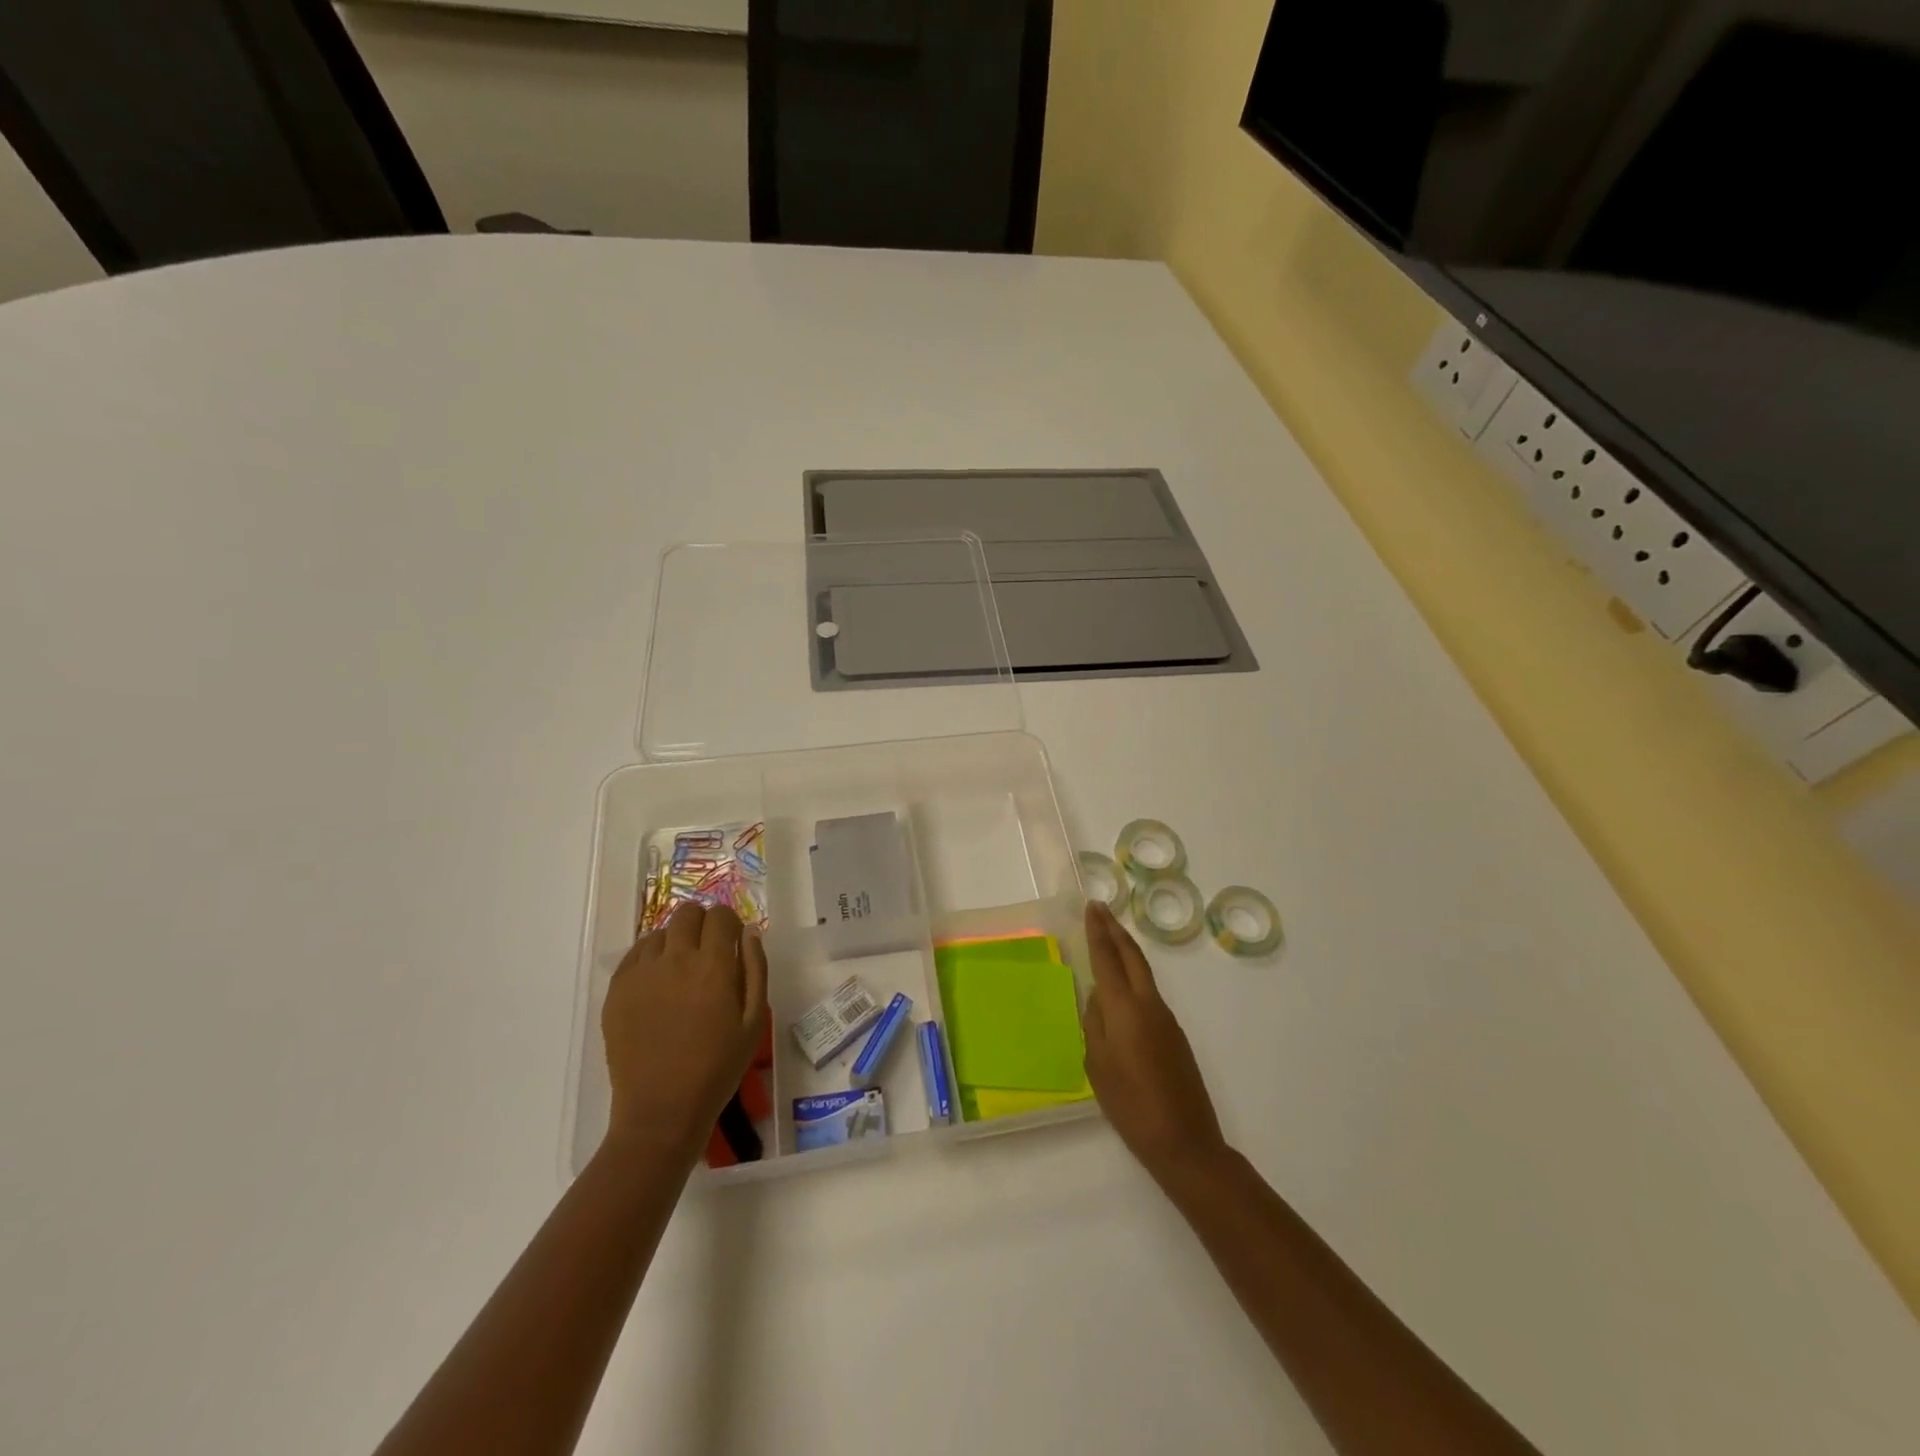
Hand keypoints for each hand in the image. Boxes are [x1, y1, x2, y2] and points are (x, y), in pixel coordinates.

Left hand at [601, 903, 768, 1161]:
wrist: (661, 1110)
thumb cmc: (717, 1067)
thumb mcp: (754, 1021)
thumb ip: (755, 970)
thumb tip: (749, 933)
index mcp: (713, 966)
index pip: (721, 916)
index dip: (730, 923)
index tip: (732, 941)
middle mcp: (675, 959)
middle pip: (687, 913)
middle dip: (702, 924)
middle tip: (708, 951)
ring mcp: (641, 974)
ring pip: (660, 932)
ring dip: (676, 941)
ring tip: (681, 970)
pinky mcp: (617, 990)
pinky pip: (634, 954)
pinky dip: (650, 957)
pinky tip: (658, 982)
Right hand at [1081, 901, 1227, 1184]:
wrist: (1186, 1142)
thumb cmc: (1132, 1106)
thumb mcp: (1098, 1066)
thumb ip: (1095, 1025)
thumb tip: (1097, 998)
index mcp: (1126, 1009)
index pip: (1108, 959)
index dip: (1098, 932)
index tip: (1092, 907)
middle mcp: (1149, 1005)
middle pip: (1132, 957)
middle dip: (1115, 930)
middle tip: (1100, 909)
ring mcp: (1167, 1019)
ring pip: (1143, 973)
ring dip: (1126, 951)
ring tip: (1109, 938)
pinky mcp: (1175, 1035)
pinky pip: (1148, 993)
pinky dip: (1134, 976)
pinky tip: (1121, 987)